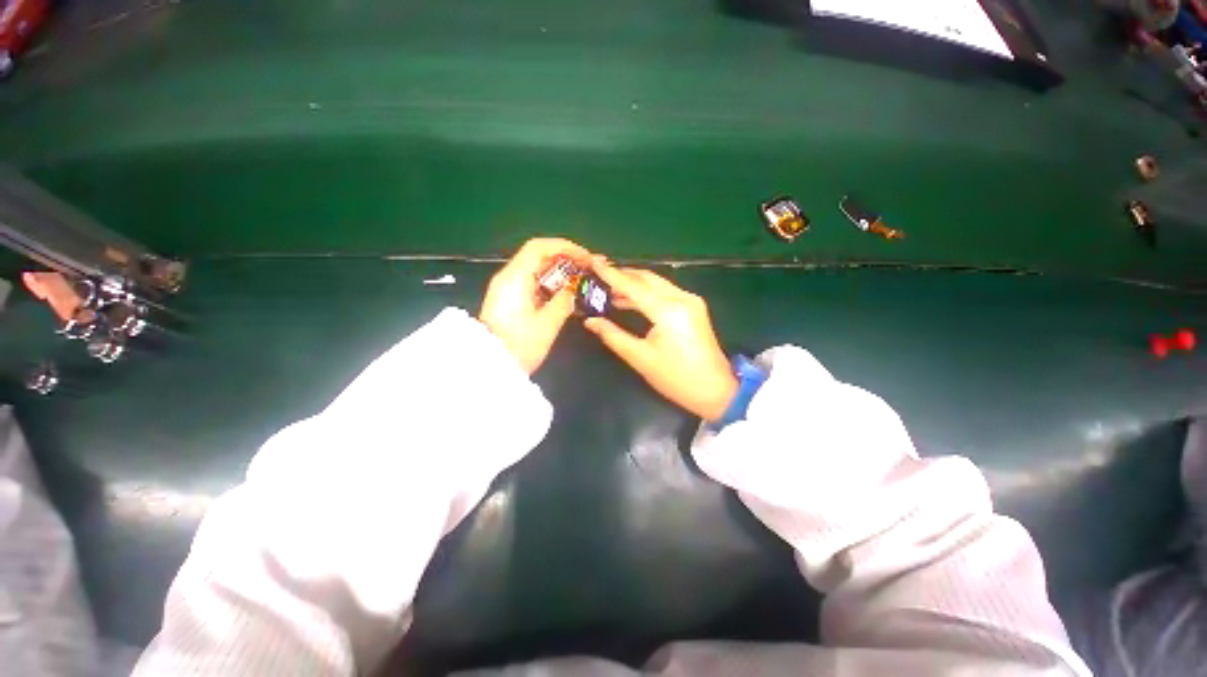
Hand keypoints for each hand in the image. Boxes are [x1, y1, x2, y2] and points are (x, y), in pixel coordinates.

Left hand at [480, 238, 592, 373]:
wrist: (490, 368)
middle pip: (539, 257)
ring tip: (583, 279)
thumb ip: (564, 301)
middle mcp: (509, 278)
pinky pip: (534, 284)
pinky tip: (567, 292)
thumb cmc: (519, 346)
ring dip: (561, 272)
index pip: (539, 247)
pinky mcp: (510, 300)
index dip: (566, 247)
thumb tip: (574, 289)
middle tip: (590, 268)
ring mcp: (508, 289)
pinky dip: (551, 284)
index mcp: (515, 278)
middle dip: (566, 259)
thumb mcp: (547, 324)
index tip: (586, 257)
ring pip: (537, 270)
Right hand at [584, 261, 737, 420]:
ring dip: (633, 284)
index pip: (633, 286)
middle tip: (598, 274)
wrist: (715, 390)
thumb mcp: (640, 358)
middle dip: (622, 274)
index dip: (611, 274)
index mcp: (668, 310)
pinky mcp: (693, 307)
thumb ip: (612, 335)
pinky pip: (665, 292)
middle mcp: (681, 298)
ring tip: (608, 288)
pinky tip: (629, 300)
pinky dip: (646, 293)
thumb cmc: (676, 378)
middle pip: (646, 278)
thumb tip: (590, 321)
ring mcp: (690, 301)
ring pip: (656, 283)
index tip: (593, 262)